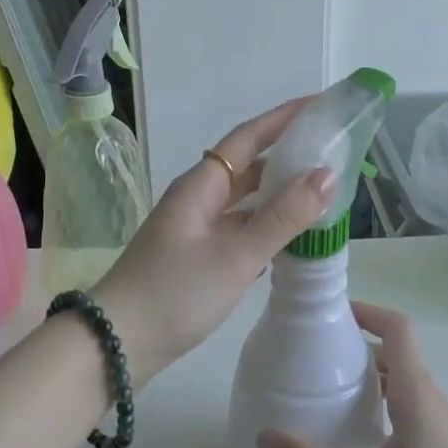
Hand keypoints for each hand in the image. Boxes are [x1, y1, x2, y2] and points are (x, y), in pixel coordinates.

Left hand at [93, 99, 332, 384]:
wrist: (115, 344)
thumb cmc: (174, 293)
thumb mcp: (236, 255)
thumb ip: (283, 216)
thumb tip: (327, 175)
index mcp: (201, 185)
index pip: (249, 137)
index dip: (284, 118)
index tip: (321, 104)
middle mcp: (198, 198)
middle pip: (248, 166)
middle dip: (288, 154)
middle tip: (332, 149)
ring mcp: (195, 228)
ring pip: (245, 200)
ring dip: (280, 192)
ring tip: (323, 189)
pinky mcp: (197, 257)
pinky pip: (240, 228)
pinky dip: (268, 225)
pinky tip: (293, 235)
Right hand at [258, 304, 447, 447]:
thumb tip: (264, 436)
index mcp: (415, 391)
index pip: (397, 328)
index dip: (367, 312)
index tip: (334, 316)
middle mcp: (432, 398)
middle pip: (397, 354)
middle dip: (359, 348)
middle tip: (319, 359)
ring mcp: (444, 425)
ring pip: (405, 383)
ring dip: (372, 378)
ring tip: (335, 396)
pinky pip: (412, 408)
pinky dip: (385, 404)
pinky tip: (364, 438)